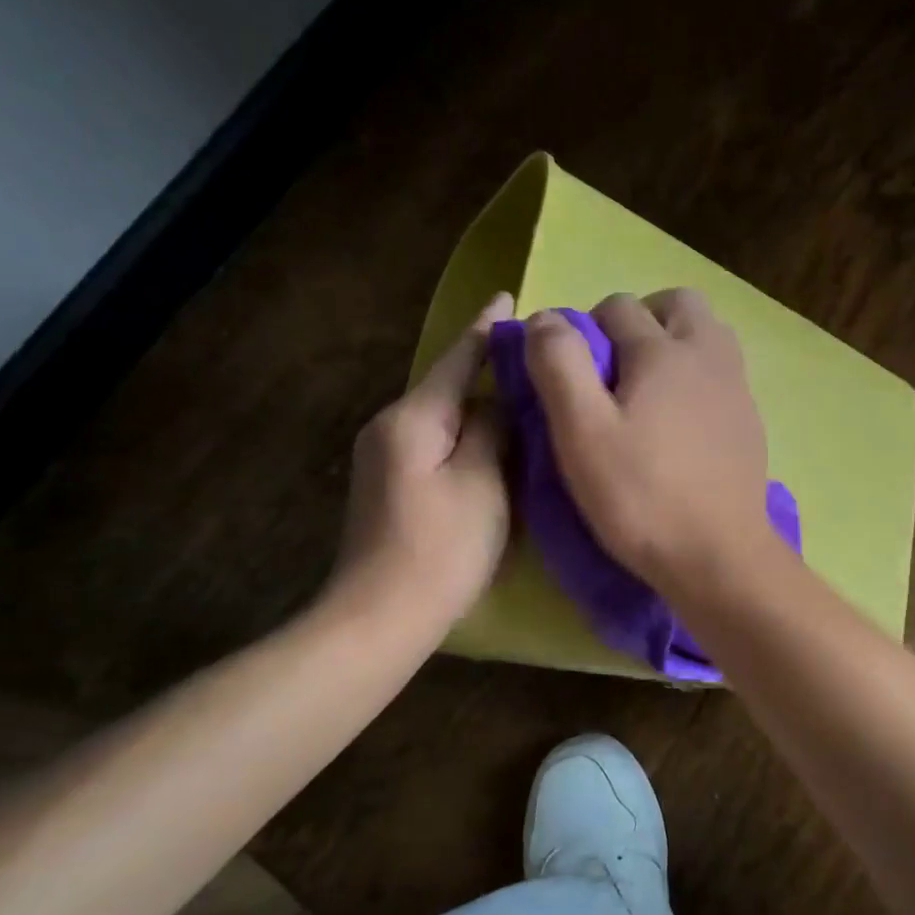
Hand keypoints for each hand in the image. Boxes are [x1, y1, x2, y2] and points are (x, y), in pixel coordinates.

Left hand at [324, 293, 513, 631]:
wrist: (380, 617)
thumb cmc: (441, 548)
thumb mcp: (483, 483)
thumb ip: (494, 430)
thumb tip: (500, 400)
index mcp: (414, 418)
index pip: (456, 359)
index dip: (486, 329)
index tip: (509, 298)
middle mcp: (391, 426)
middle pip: (446, 385)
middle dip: (486, 368)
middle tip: (535, 359)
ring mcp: (385, 457)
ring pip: (442, 415)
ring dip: (479, 404)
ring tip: (522, 397)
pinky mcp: (390, 484)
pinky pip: (436, 441)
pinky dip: (466, 433)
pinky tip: (492, 441)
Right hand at [525, 289, 777, 594]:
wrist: (718, 555)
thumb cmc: (641, 496)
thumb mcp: (581, 431)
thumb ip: (560, 365)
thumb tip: (546, 318)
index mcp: (664, 351)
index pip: (618, 306)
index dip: (586, 329)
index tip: (572, 373)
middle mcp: (709, 355)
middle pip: (677, 304)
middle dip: (641, 320)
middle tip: (615, 368)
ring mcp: (737, 388)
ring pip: (708, 334)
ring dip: (675, 344)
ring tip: (647, 391)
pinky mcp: (751, 421)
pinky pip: (723, 374)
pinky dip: (698, 378)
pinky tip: (680, 424)